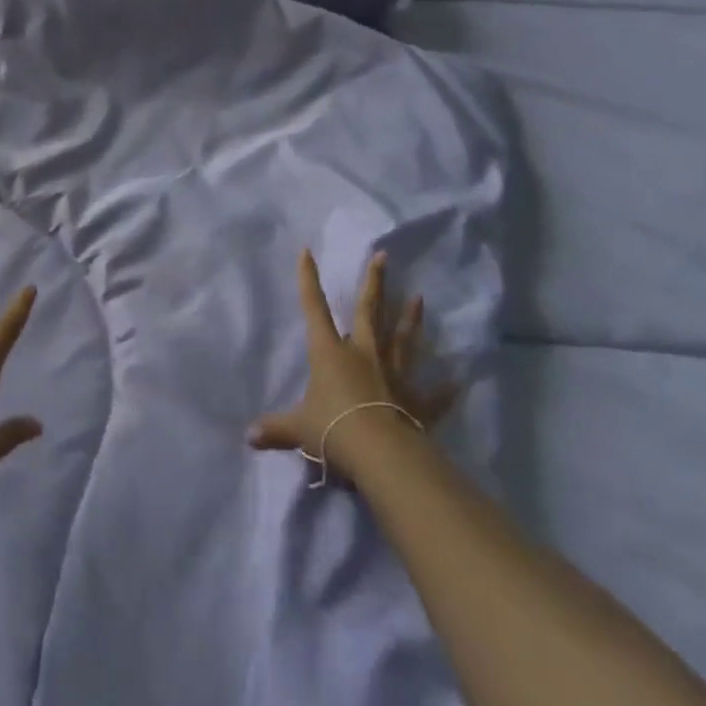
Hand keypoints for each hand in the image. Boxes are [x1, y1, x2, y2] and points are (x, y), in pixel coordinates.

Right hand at [247, 249, 458, 484]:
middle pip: (369, 312)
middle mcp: (363, 355)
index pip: (314, 309)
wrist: (380, 452)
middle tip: (383, 256)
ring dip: (411, 320)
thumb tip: (248, 437)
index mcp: (330, 353)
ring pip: (403, 341)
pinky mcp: (417, 402)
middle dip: (374, 283)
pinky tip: (457, 382)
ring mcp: (394, 375)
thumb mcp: (297, 429)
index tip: (308, 252)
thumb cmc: (332, 429)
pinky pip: (433, 395)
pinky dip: (445, 390)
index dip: (309, 280)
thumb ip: (275, 429)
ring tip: (420, 298)